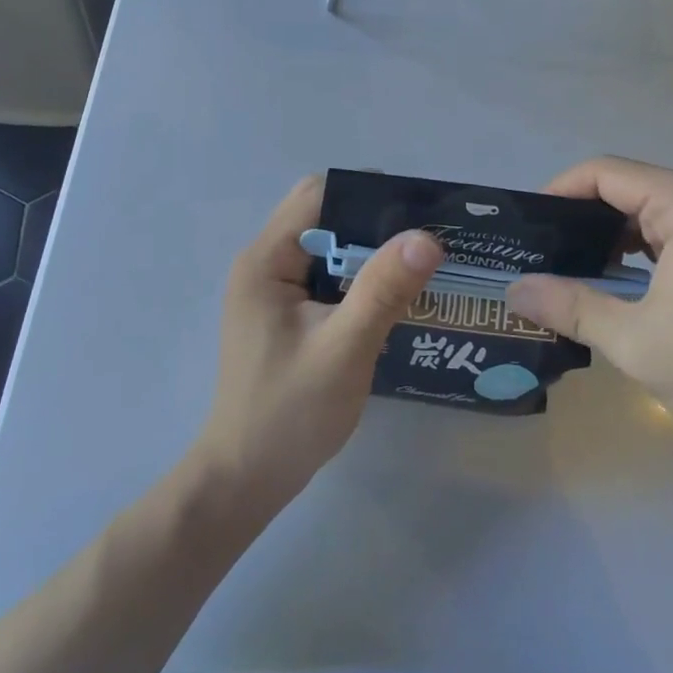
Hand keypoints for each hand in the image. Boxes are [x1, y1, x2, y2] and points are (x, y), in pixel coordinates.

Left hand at [191, 176, 444, 513]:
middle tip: (425, 238)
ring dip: (368, 250)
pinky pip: (325, 274)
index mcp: (266, 259)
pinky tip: (391, 294)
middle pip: (323, 215)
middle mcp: (264, 262)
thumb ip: (382, 290)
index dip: (368, 193)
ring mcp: (272, 288)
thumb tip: (426, 237)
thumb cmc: (290, 414)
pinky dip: (357, 276)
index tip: (418, 208)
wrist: (245, 479)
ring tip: (418, 262)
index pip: (319, 195)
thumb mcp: (344, 349)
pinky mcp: (283, 312)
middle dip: (373, 221)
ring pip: (327, 245)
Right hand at [507, 156, 672, 463]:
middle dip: (577, 218)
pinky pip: (668, 237)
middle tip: (535, 254)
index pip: (603, 173)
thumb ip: (569, 306)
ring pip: (646, 215)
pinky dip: (634, 254)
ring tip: (563, 271)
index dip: (557, 193)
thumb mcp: (635, 340)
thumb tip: (512, 292)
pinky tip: (610, 286)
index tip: (525, 229)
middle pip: (624, 189)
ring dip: (605, 239)